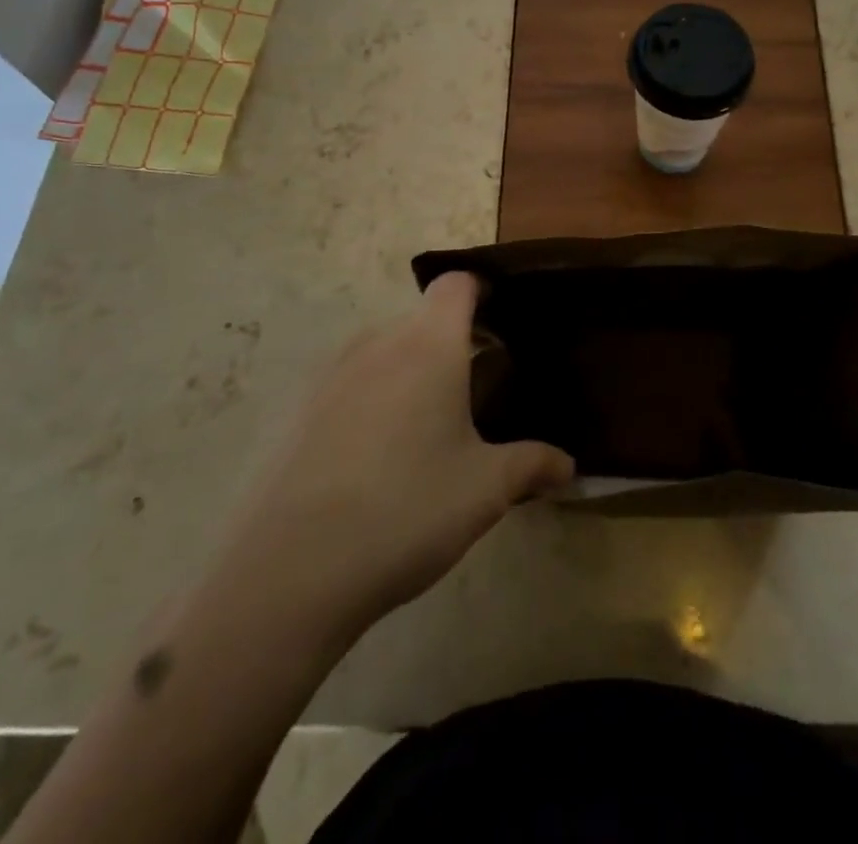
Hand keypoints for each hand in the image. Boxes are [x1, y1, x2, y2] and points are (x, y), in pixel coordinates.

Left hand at [226, 273, 573, 633]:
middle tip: (479, 390)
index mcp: (427, 344)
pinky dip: (374, 400)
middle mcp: (377, 343)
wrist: (288, 573)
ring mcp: (330, 376)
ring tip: (431, 428)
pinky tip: (379, 461)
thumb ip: (533, 465)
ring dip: (412, 372)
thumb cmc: (407, 510)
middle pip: (422, 319)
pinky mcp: (297, 411)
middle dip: (453, 342)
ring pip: (384, 351)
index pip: (457, 284)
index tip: (504, 322)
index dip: (483, 291)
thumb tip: (569, 466)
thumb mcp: (486, 490)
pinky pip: (350, 385)